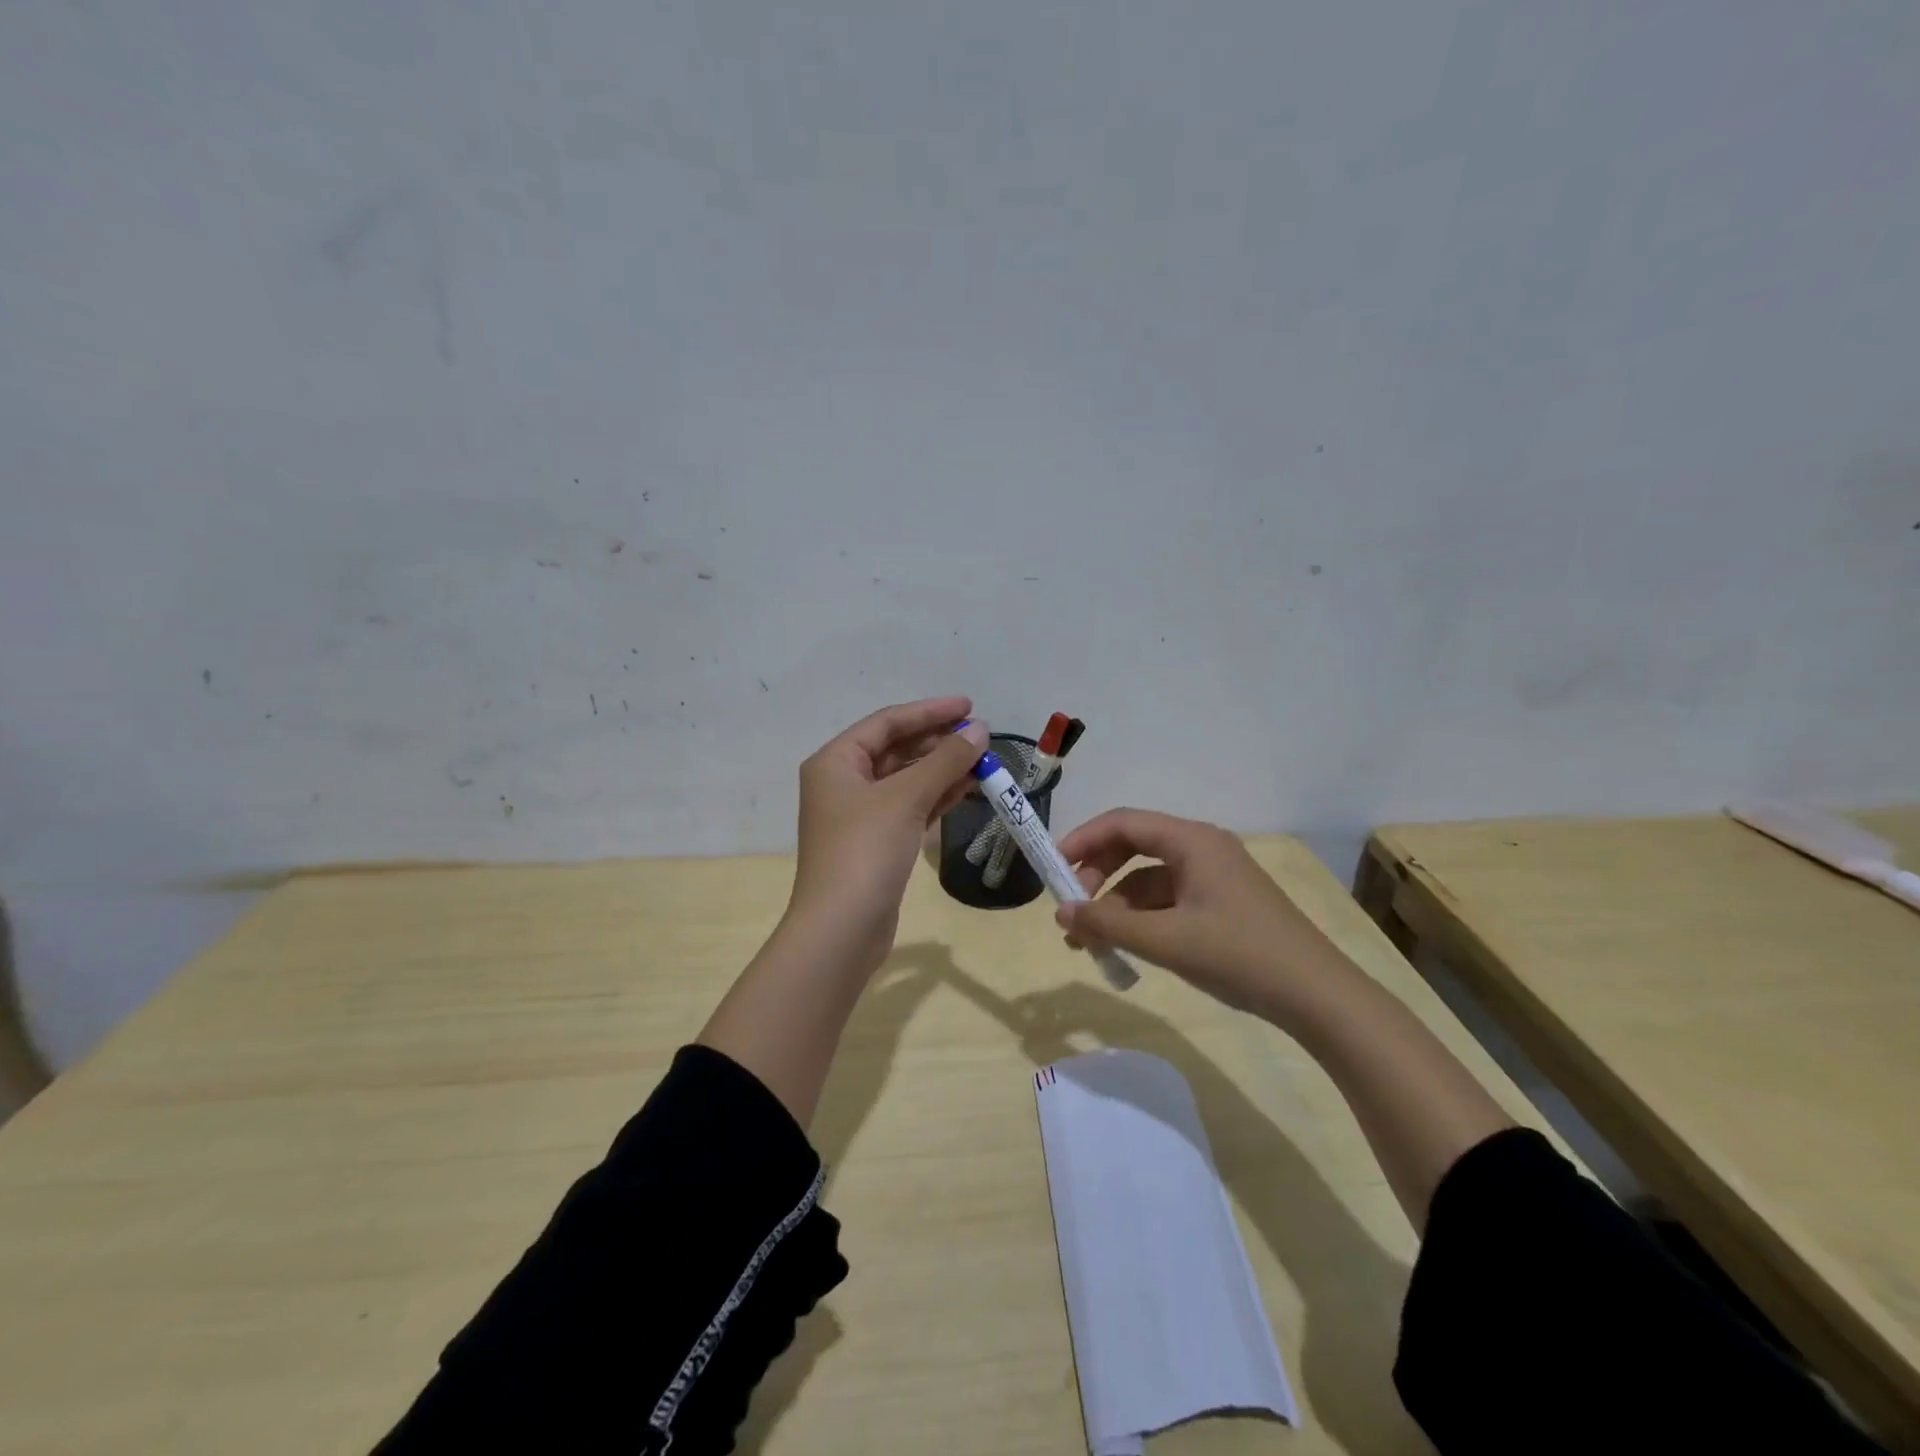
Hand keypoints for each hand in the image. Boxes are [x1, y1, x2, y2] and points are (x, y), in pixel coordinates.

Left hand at [786, 698, 989, 972]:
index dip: (930, 712)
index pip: (888, 723)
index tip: (969, 706)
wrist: (841, 929)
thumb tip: (980, 730)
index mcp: (836, 761)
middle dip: (938, 741)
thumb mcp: (906, 797)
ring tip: (983, 760)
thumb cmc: (865, 850)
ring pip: (906, 780)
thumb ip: (945, 760)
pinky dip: (936, 796)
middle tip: (981, 736)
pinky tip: (967, 788)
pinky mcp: (876, 843)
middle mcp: (843, 782)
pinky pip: (910, 807)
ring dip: (942, 769)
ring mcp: (859, 815)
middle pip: (896, 749)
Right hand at [1054, 809, 1344, 1019]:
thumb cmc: (1238, 955)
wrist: (1317, 996)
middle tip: (1072, 909)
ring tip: (1092, 942)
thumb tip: (1062, 914)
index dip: (1083, 840)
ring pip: (1149, 878)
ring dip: (1117, 904)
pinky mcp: (1222, 902)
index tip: (1052, 868)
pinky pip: (1168, 899)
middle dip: (1097, 874)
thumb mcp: (1165, 940)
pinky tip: (1128, 947)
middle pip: (1134, 846)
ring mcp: (1214, 875)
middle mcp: (1201, 847)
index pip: (1123, 823)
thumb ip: (1108, 924)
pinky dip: (1142, 918)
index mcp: (1191, 840)